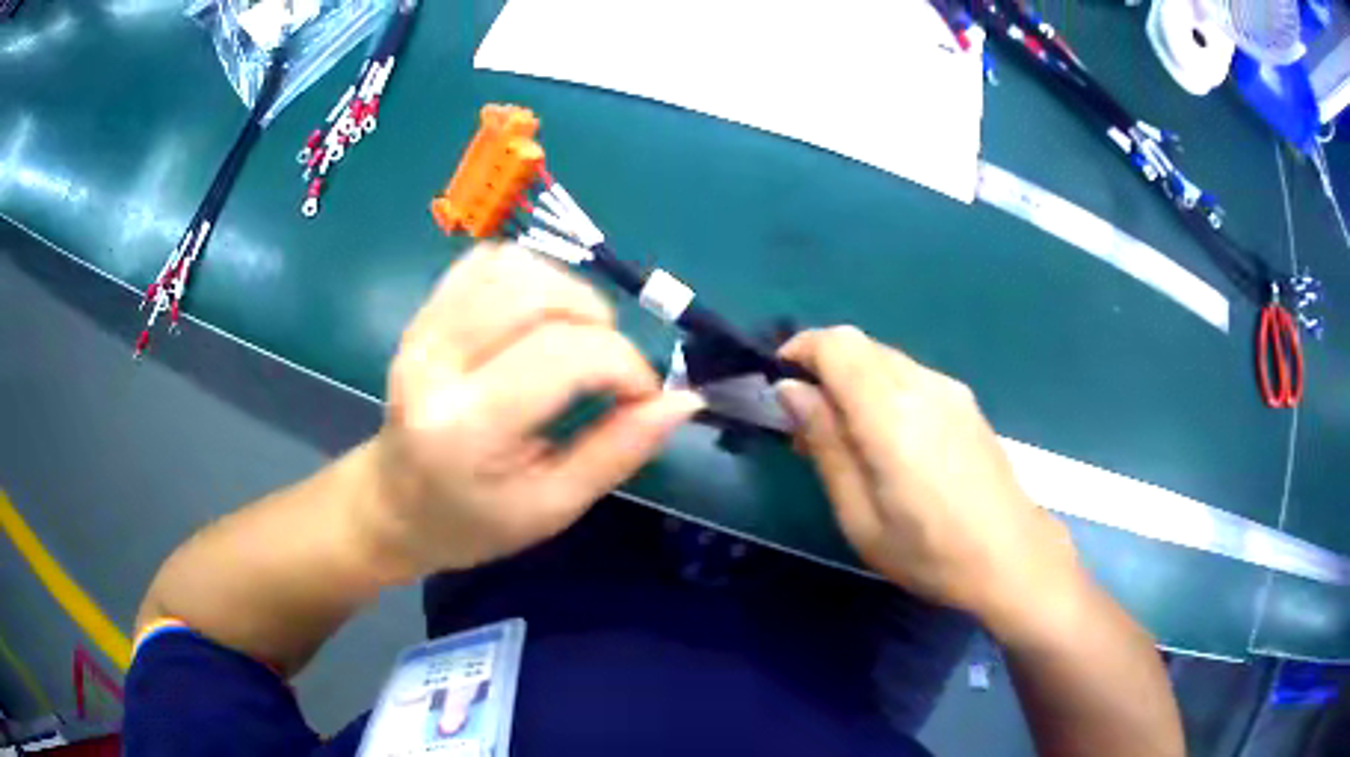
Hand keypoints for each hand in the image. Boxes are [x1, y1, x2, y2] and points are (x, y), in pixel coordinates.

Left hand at [359, 242, 703, 579]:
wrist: (394, 503)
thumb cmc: (473, 521)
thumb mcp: (552, 506)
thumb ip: (618, 451)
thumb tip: (683, 401)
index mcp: (467, 427)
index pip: (565, 355)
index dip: (625, 364)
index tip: (641, 397)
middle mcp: (436, 361)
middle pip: (537, 293)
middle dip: (597, 320)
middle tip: (605, 366)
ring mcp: (423, 328)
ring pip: (514, 266)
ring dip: (566, 292)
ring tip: (572, 338)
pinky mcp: (422, 311)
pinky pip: (486, 262)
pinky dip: (529, 277)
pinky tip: (535, 319)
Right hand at [776, 327, 1081, 634]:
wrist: (1011, 557)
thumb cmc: (928, 551)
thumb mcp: (860, 515)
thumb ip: (825, 445)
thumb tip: (791, 392)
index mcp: (891, 412)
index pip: (838, 344)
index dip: (801, 350)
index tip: (780, 386)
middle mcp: (923, 385)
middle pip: (861, 346)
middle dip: (824, 368)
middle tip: (808, 425)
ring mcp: (950, 390)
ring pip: (886, 359)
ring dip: (854, 380)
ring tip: (847, 438)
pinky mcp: (966, 402)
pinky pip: (911, 376)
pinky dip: (883, 390)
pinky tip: (889, 440)